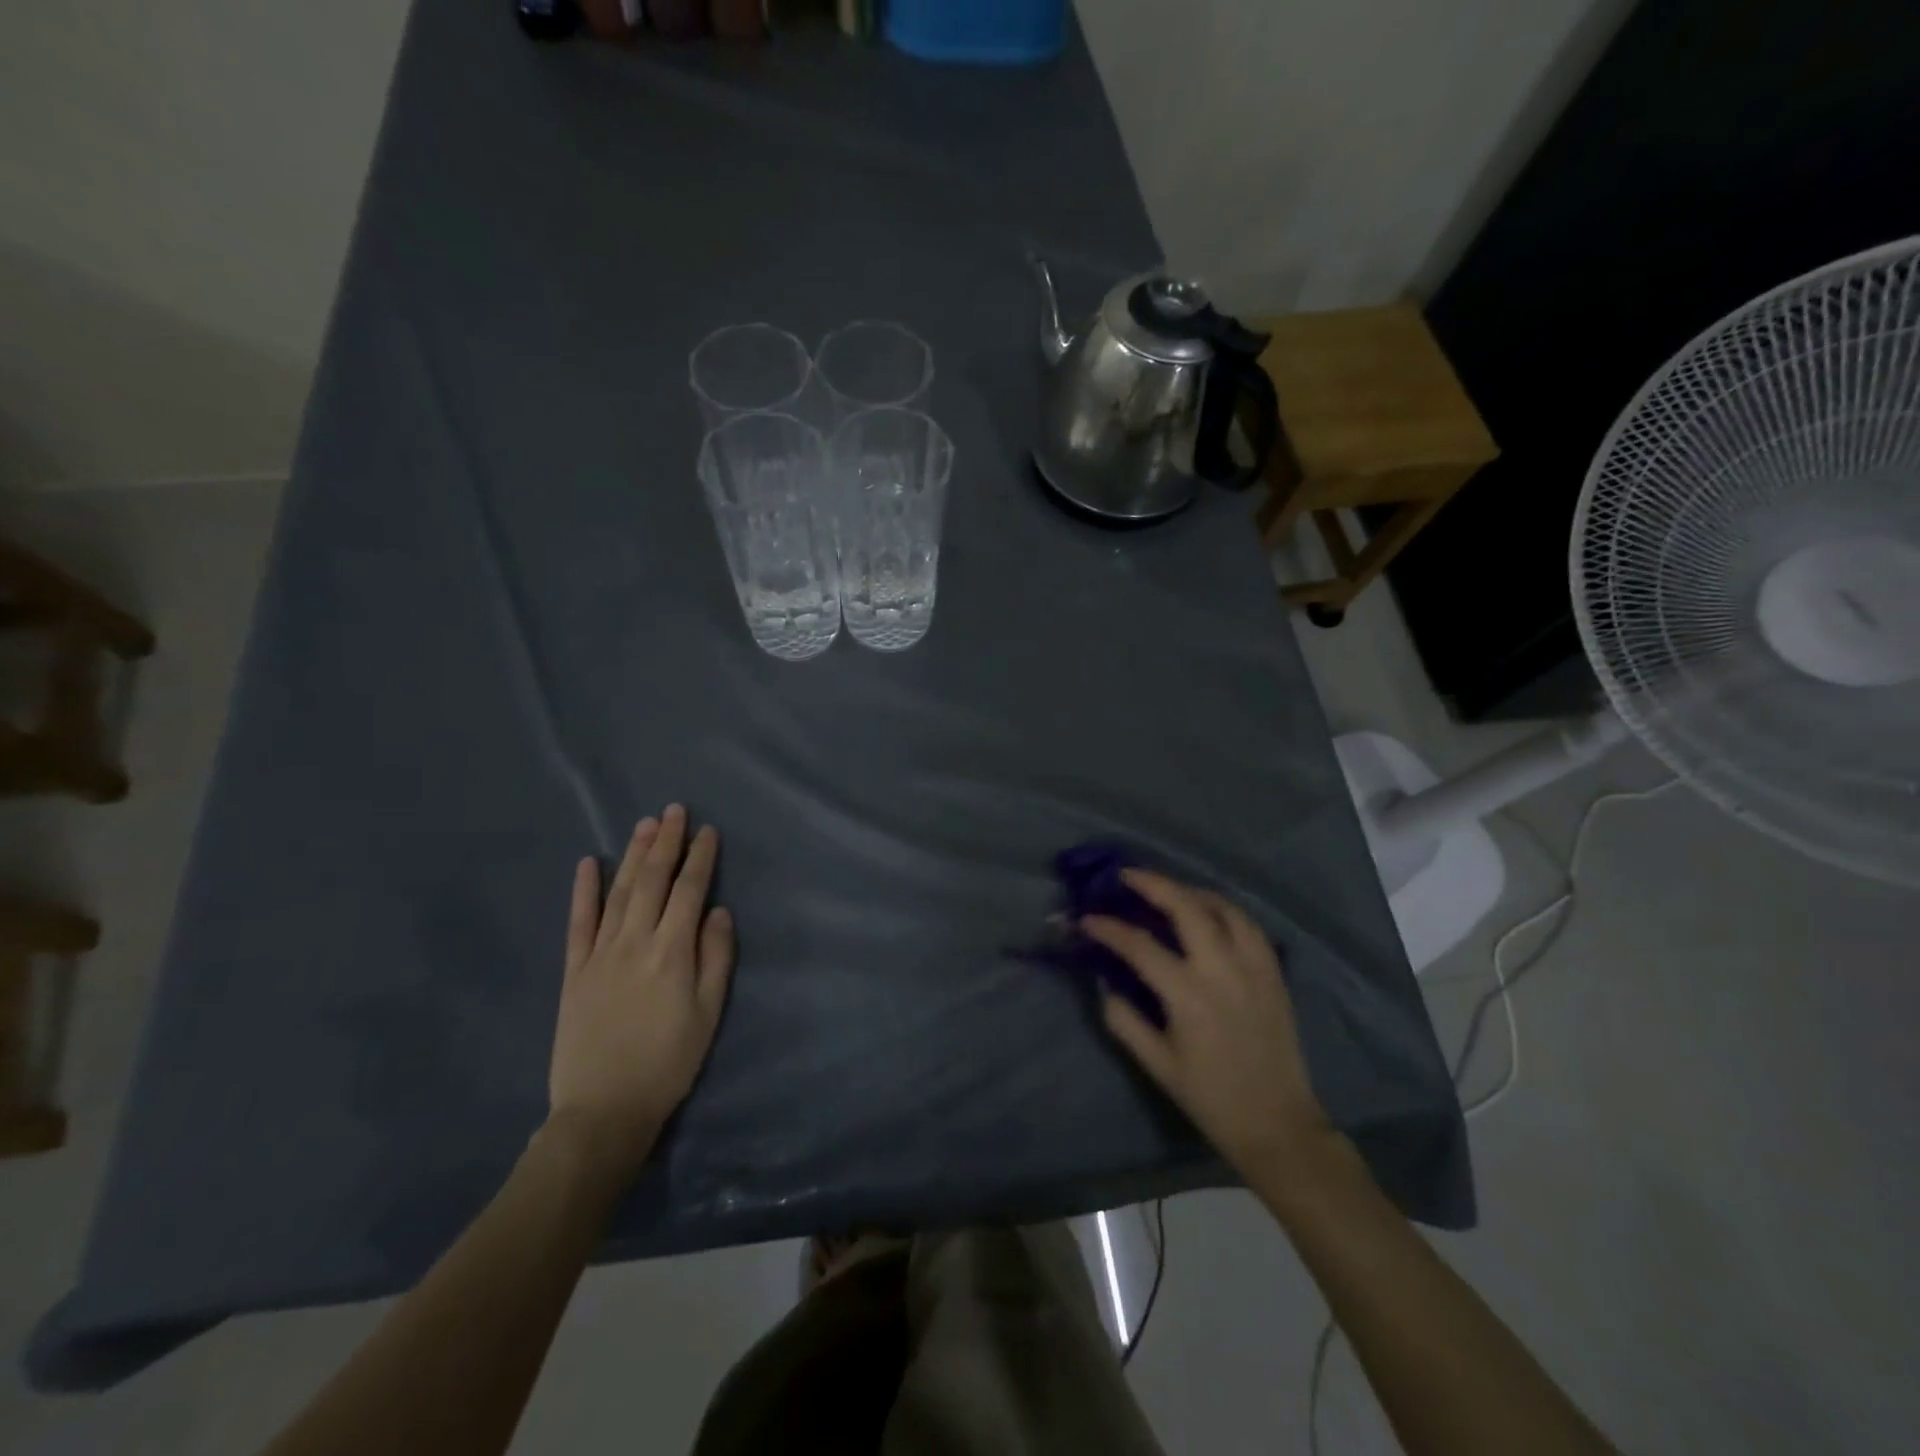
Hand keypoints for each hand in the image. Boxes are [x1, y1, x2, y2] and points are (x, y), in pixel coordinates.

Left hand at [546, 805, 734, 1177]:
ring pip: (620, 892)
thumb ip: (716, 959)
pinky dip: (584, 890)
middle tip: (675, 810)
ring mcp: (600, 953)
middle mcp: (636, 941)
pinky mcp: (574, 970)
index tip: (708, 831)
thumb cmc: (668, 1062)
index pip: (690, 891)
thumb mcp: (708, 1014)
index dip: (700, 858)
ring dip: (633, 855)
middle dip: (667, 842)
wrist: (603, 1109)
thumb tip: (719, 911)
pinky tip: (589, 863)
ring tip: (645, 824)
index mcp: (673, 952)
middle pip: (654, 881)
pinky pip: (578, 922)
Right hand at [1083, 869, 1327, 1176]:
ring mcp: (1253, 968)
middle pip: (1186, 908)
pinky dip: (1225, 910)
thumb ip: (1125, 1021)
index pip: (1140, 946)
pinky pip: (1249, 926)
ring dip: (1190, 891)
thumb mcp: (1158, 1065)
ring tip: (1168, 889)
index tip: (1086, 919)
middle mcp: (1222, 971)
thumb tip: (1106, 986)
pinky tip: (1210, 912)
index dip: (1109, 928)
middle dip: (1153, 884)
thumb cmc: (1211, 1099)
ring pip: (1223, 908)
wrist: (1277, 1125)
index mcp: (1188, 996)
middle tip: (1127, 875)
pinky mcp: (1274, 974)